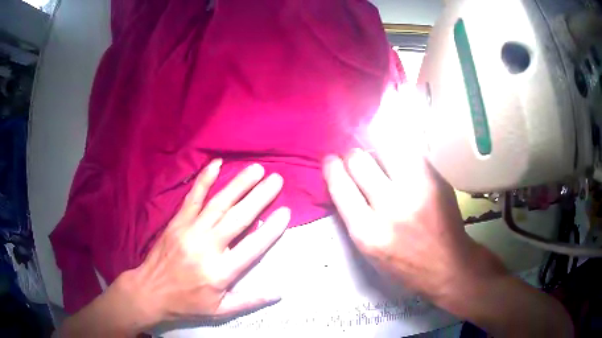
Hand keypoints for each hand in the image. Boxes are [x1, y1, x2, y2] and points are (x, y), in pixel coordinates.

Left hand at [59, 159, 290, 336]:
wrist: (150, 292)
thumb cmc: (187, 303)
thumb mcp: (220, 311)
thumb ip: (250, 301)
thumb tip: (279, 293)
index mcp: (220, 272)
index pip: (252, 247)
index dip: (272, 229)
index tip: (286, 212)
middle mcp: (207, 247)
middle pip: (238, 218)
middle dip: (260, 197)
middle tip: (276, 180)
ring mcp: (190, 231)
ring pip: (219, 203)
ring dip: (239, 185)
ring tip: (256, 170)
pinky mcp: (177, 222)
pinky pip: (193, 197)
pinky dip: (204, 179)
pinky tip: (216, 164)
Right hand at [322, 148, 504, 300]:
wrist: (447, 265)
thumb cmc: (404, 264)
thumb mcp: (369, 249)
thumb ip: (353, 214)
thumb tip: (345, 177)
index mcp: (368, 232)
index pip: (340, 186)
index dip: (332, 168)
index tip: (331, 161)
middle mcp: (391, 208)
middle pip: (359, 161)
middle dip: (353, 156)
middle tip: (357, 159)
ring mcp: (417, 190)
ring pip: (385, 146)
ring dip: (376, 147)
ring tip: (379, 155)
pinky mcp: (437, 179)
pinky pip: (410, 151)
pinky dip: (400, 151)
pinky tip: (400, 158)